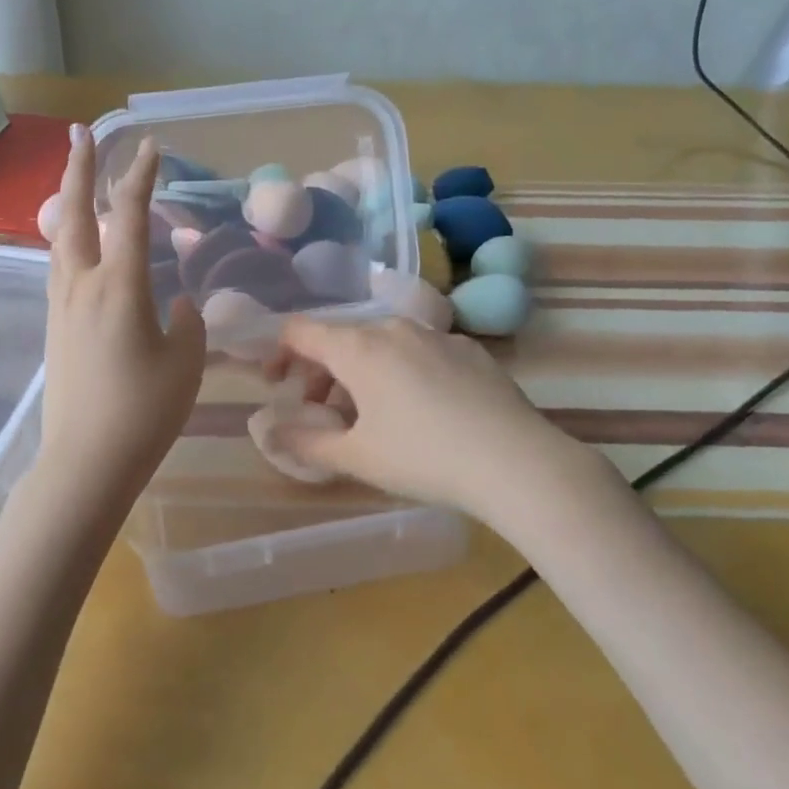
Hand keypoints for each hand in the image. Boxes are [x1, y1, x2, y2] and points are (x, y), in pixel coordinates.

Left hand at [35, 126, 206, 520]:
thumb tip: (177, 305)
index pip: (129, 216)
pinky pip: (60, 266)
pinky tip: (80, 244)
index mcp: (119, 287)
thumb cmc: (143, 411)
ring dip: (70, 202)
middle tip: (80, 135)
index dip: (140, 177)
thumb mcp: (184, 363)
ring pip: (61, 239)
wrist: (85, 461)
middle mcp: (83, 285)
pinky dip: (70, 239)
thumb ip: (187, 325)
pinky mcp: (54, 326)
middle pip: (75, 214)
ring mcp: (61, 305)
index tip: (149, 147)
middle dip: (79, 170)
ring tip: (78, 180)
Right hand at [261, 316, 599, 519]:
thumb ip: (305, 443)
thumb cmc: (423, 457)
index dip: (278, 353)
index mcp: (357, 347)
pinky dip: (401, 372)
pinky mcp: (469, 348)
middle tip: (322, 415)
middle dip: (320, 373)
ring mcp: (435, 334)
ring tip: (370, 417)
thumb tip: (271, 433)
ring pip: (380, 344)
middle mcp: (392, 327)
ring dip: (361, 373)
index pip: (299, 331)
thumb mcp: (357, 458)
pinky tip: (422, 411)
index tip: (277, 386)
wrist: (517, 461)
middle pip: (340, 338)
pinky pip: (418, 352)